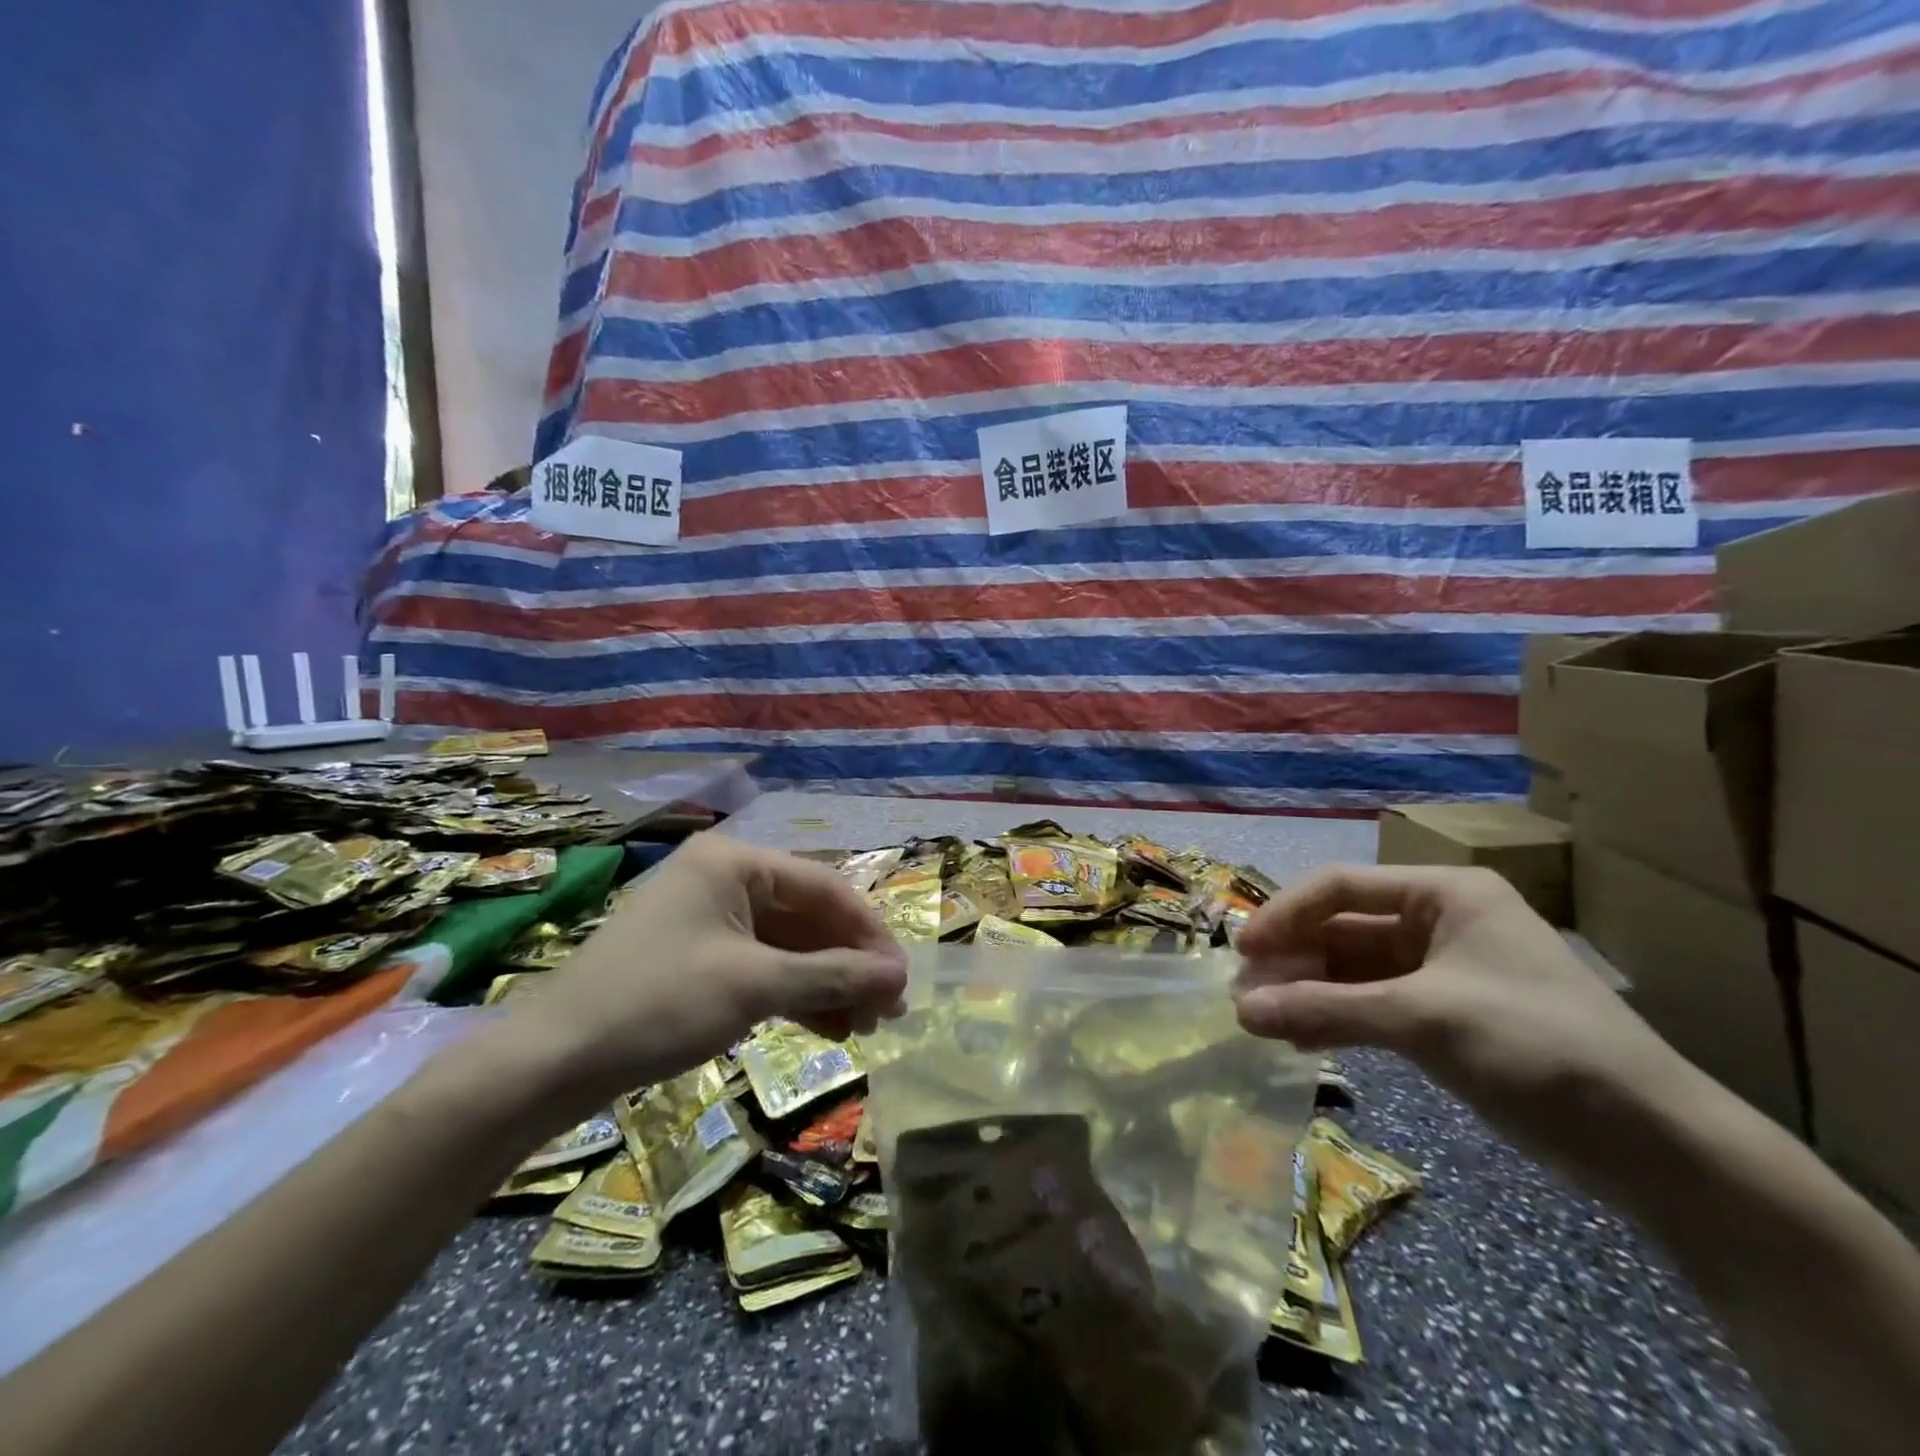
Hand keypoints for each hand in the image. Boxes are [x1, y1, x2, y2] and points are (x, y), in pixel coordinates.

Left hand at [487, 833, 906, 1111]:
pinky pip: (760, 965)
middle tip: (886, 1010)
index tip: (901, 978)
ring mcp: (707, 918)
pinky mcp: (695, 956)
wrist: (550, 1063)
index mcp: (734, 862)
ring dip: (825, 983)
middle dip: (848, 963)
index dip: (869, 933)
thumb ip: (832, 976)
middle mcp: (723, 878)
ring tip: (863, 1026)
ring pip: (786, 945)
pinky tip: (825, 1026)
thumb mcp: (755, 986)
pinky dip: (793, 993)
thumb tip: (899, 978)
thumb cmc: (659, 1004)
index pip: (824, 887)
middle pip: (807, 916)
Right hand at [1233, 864, 1684, 1168]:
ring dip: (1308, 990)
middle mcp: (1439, 921)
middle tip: (1246, 994)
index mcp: (1444, 894)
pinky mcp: (1445, 1015)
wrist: (1658, 1148)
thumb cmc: (1539, 1049)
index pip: (1341, 887)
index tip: (1242, 951)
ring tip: (1262, 1019)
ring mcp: (1442, 970)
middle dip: (1294, 959)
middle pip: (1343, 928)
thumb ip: (1326, 1010)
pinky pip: (1372, 1003)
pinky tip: (1301, 1038)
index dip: (1285, 915)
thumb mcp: (1423, 1021)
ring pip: (1353, 968)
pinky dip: (1336, 1016)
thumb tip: (1240, 1012)